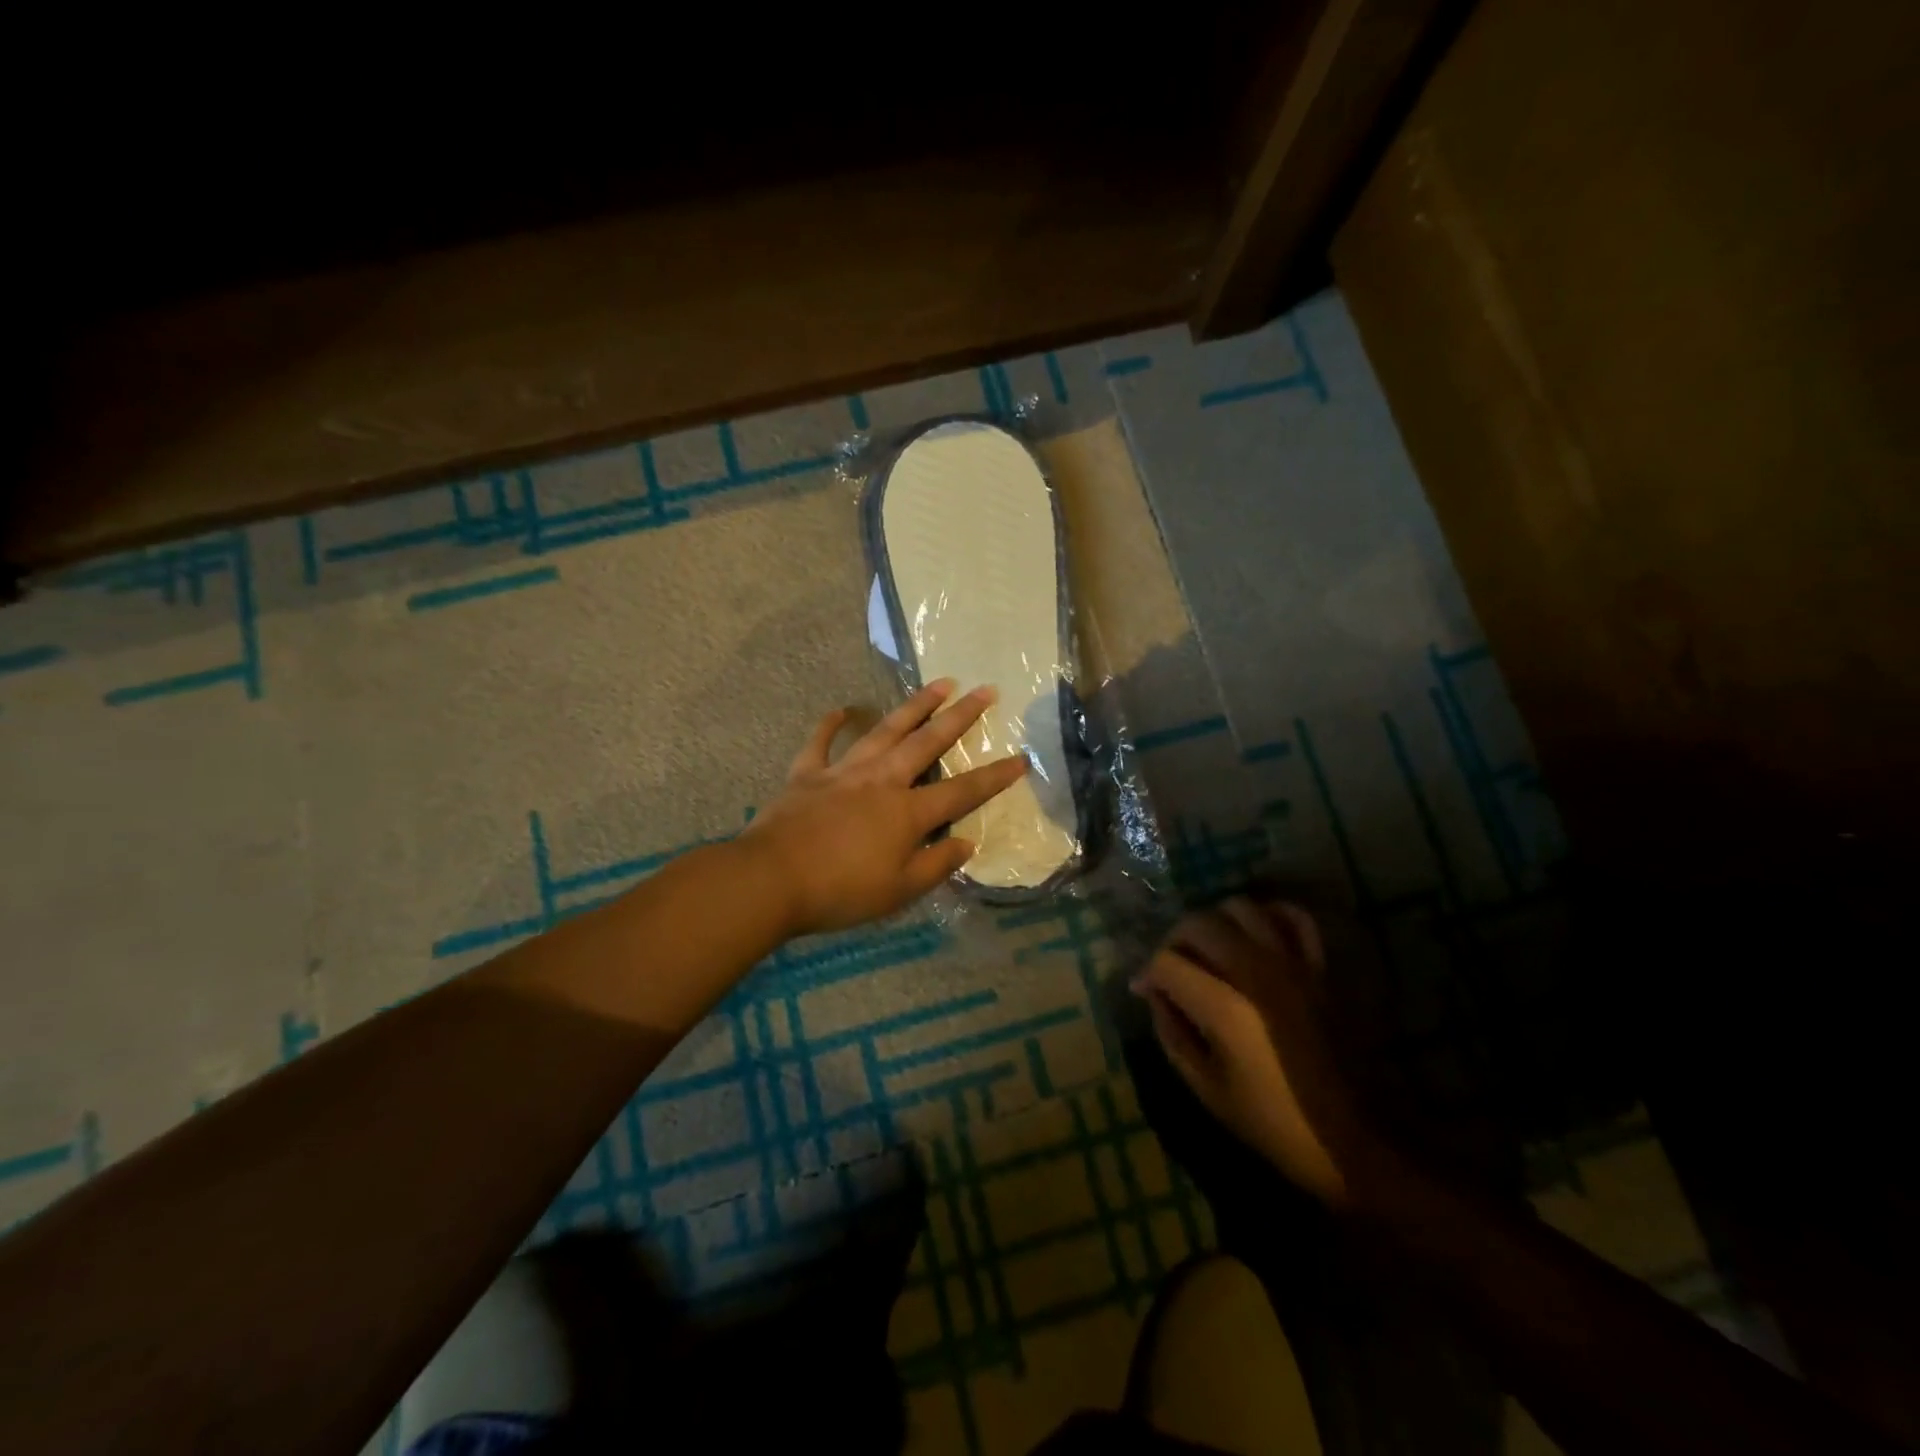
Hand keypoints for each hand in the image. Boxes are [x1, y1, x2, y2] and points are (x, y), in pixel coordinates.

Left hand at [740, 680, 1028, 936]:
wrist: (771, 879)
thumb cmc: (840, 891)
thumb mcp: (898, 891)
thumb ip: (937, 865)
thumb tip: (968, 842)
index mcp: (907, 812)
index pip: (962, 791)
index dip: (994, 776)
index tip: (1021, 758)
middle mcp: (882, 781)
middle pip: (927, 742)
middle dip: (960, 717)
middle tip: (985, 691)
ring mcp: (843, 772)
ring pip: (885, 731)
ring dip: (914, 706)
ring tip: (939, 684)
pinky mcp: (807, 773)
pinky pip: (820, 742)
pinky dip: (831, 724)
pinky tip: (841, 710)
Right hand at [1131, 897, 1379, 1207]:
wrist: (1364, 1141)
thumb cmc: (1280, 1124)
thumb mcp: (1209, 1090)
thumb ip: (1172, 1033)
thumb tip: (1153, 993)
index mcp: (1225, 1007)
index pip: (1166, 962)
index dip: (1148, 973)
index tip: (1145, 990)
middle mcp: (1256, 971)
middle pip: (1198, 924)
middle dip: (1174, 941)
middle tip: (1173, 967)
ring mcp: (1294, 963)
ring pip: (1241, 908)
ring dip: (1216, 922)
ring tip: (1212, 948)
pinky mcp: (1323, 966)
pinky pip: (1294, 916)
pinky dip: (1270, 915)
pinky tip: (1257, 934)